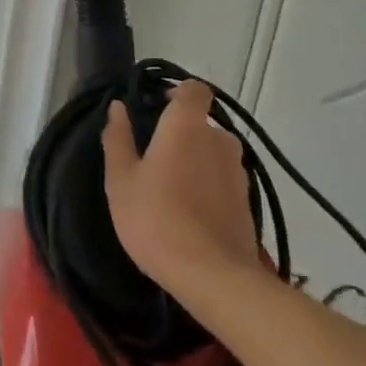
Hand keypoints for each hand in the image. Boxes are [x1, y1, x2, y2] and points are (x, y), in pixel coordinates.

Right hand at [101, 79, 263, 299]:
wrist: (212, 276)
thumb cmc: (155, 219)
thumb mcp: (121, 179)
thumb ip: (118, 138)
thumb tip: (118, 107)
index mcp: (186, 126)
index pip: (194, 89)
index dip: (176, 93)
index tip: (154, 109)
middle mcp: (219, 139)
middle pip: (201, 123)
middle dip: (179, 133)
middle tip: (152, 158)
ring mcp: (238, 171)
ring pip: (212, 152)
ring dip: (194, 160)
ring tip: (169, 189)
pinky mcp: (247, 199)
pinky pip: (222, 178)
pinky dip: (207, 184)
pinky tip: (188, 211)